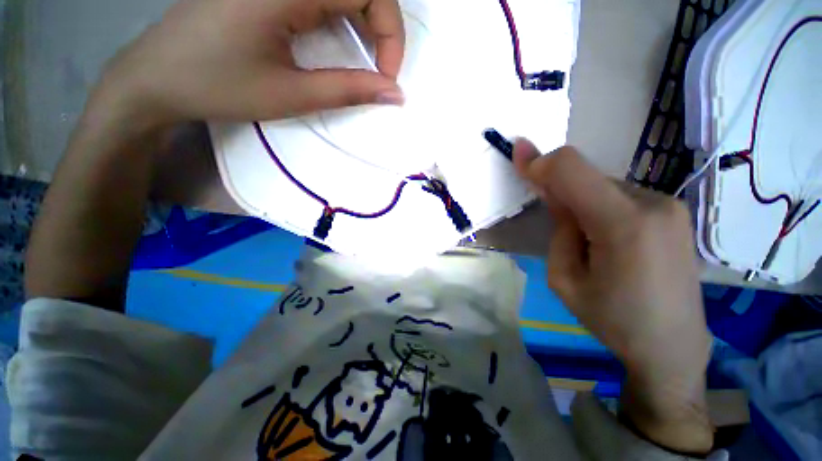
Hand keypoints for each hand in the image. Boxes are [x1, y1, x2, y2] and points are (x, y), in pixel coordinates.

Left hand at [94, 0, 405, 127]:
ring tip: (366, 61)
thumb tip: (395, 94)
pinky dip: (344, 16)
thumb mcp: (293, 95)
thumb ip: (349, 91)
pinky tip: (340, 41)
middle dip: (383, 27)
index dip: (390, 32)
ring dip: (366, 21)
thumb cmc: (220, 87)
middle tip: (381, 71)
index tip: (387, 77)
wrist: (158, 77)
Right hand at [514, 140, 712, 453]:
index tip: (519, 153)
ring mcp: (669, 204)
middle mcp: (652, 202)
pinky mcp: (674, 211)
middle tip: (554, 222)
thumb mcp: (564, 278)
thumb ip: (559, 229)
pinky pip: (620, 195)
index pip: (572, 169)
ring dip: (581, 201)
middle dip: (560, 190)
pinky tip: (607, 237)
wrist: (672, 346)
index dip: (540, 160)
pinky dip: (600, 205)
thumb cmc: (612, 319)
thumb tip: (557, 195)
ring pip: (603, 185)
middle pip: (587, 176)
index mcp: (623, 224)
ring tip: (587, 241)